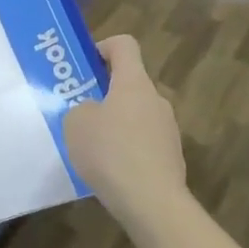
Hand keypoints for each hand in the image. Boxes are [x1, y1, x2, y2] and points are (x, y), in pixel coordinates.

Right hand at [64, 34, 187, 220]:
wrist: (151, 202)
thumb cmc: (110, 152)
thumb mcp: (76, 123)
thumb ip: (81, 108)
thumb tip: (94, 111)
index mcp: (133, 82)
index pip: (124, 45)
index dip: (103, 47)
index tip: (84, 64)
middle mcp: (156, 99)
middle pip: (129, 83)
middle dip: (104, 92)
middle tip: (78, 110)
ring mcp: (168, 128)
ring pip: (136, 114)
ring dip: (115, 123)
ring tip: (91, 146)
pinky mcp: (171, 156)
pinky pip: (143, 142)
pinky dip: (126, 149)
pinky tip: (110, 170)